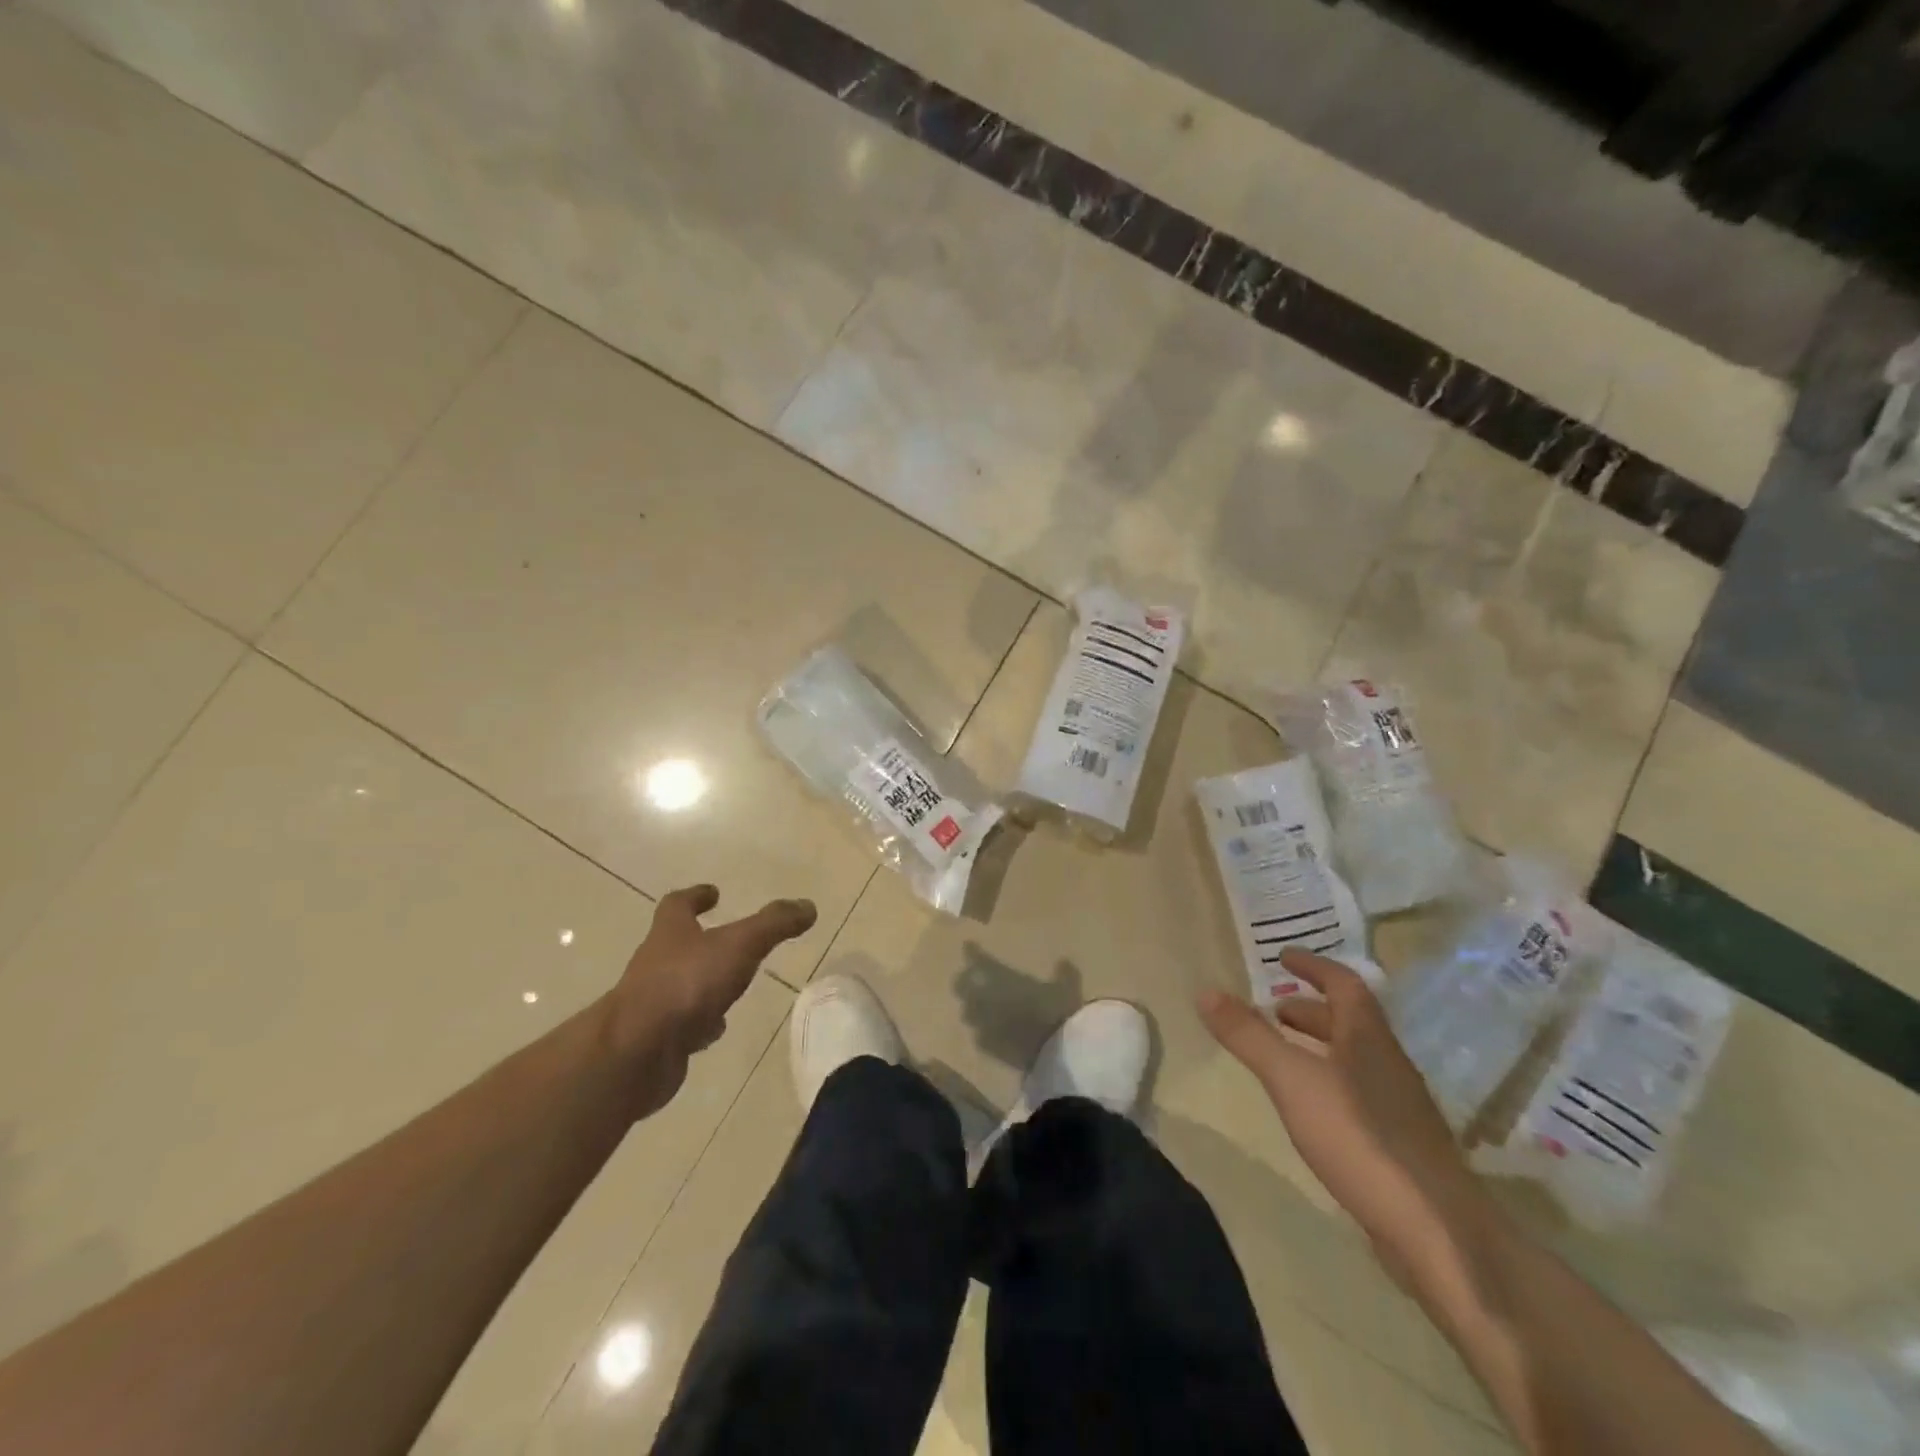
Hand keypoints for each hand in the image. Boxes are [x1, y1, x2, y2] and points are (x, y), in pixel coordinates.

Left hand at [608, 884, 816, 1117]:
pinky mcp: (656, 1040)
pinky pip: (682, 1025)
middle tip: (729, 940)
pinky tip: (717, 1030)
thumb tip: (807, 906)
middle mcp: (656, 964)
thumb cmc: (686, 984)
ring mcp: (653, 1003)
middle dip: (701, 941)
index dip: (695, 896)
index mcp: (670, 934)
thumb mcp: (740, 945)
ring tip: (731, 986)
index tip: (713, 893)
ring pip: (681, 986)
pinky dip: (700, 1023)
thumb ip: (774, 924)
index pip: (678, 905)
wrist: (635, 1053)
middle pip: (677, 944)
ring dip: (702, 983)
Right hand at [1199, 949, 1493, 1287]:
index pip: (1344, 984)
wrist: (1438, 1234)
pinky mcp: (1400, 1146)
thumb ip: (1249, 1036)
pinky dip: (1328, 1083)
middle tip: (1273, 1011)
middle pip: (1349, 1022)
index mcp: (1367, 1038)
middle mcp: (1388, 1064)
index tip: (1283, 957)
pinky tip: (1310, 1110)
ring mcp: (1399, 1107)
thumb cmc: (1360, 1138)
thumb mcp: (1292, 1080)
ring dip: (1318, 1047)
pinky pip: (1358, 1094)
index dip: (1314, 966)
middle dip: (1310, 1011)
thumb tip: (1205, 991)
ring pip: (1354, 1060)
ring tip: (1282, 1057)